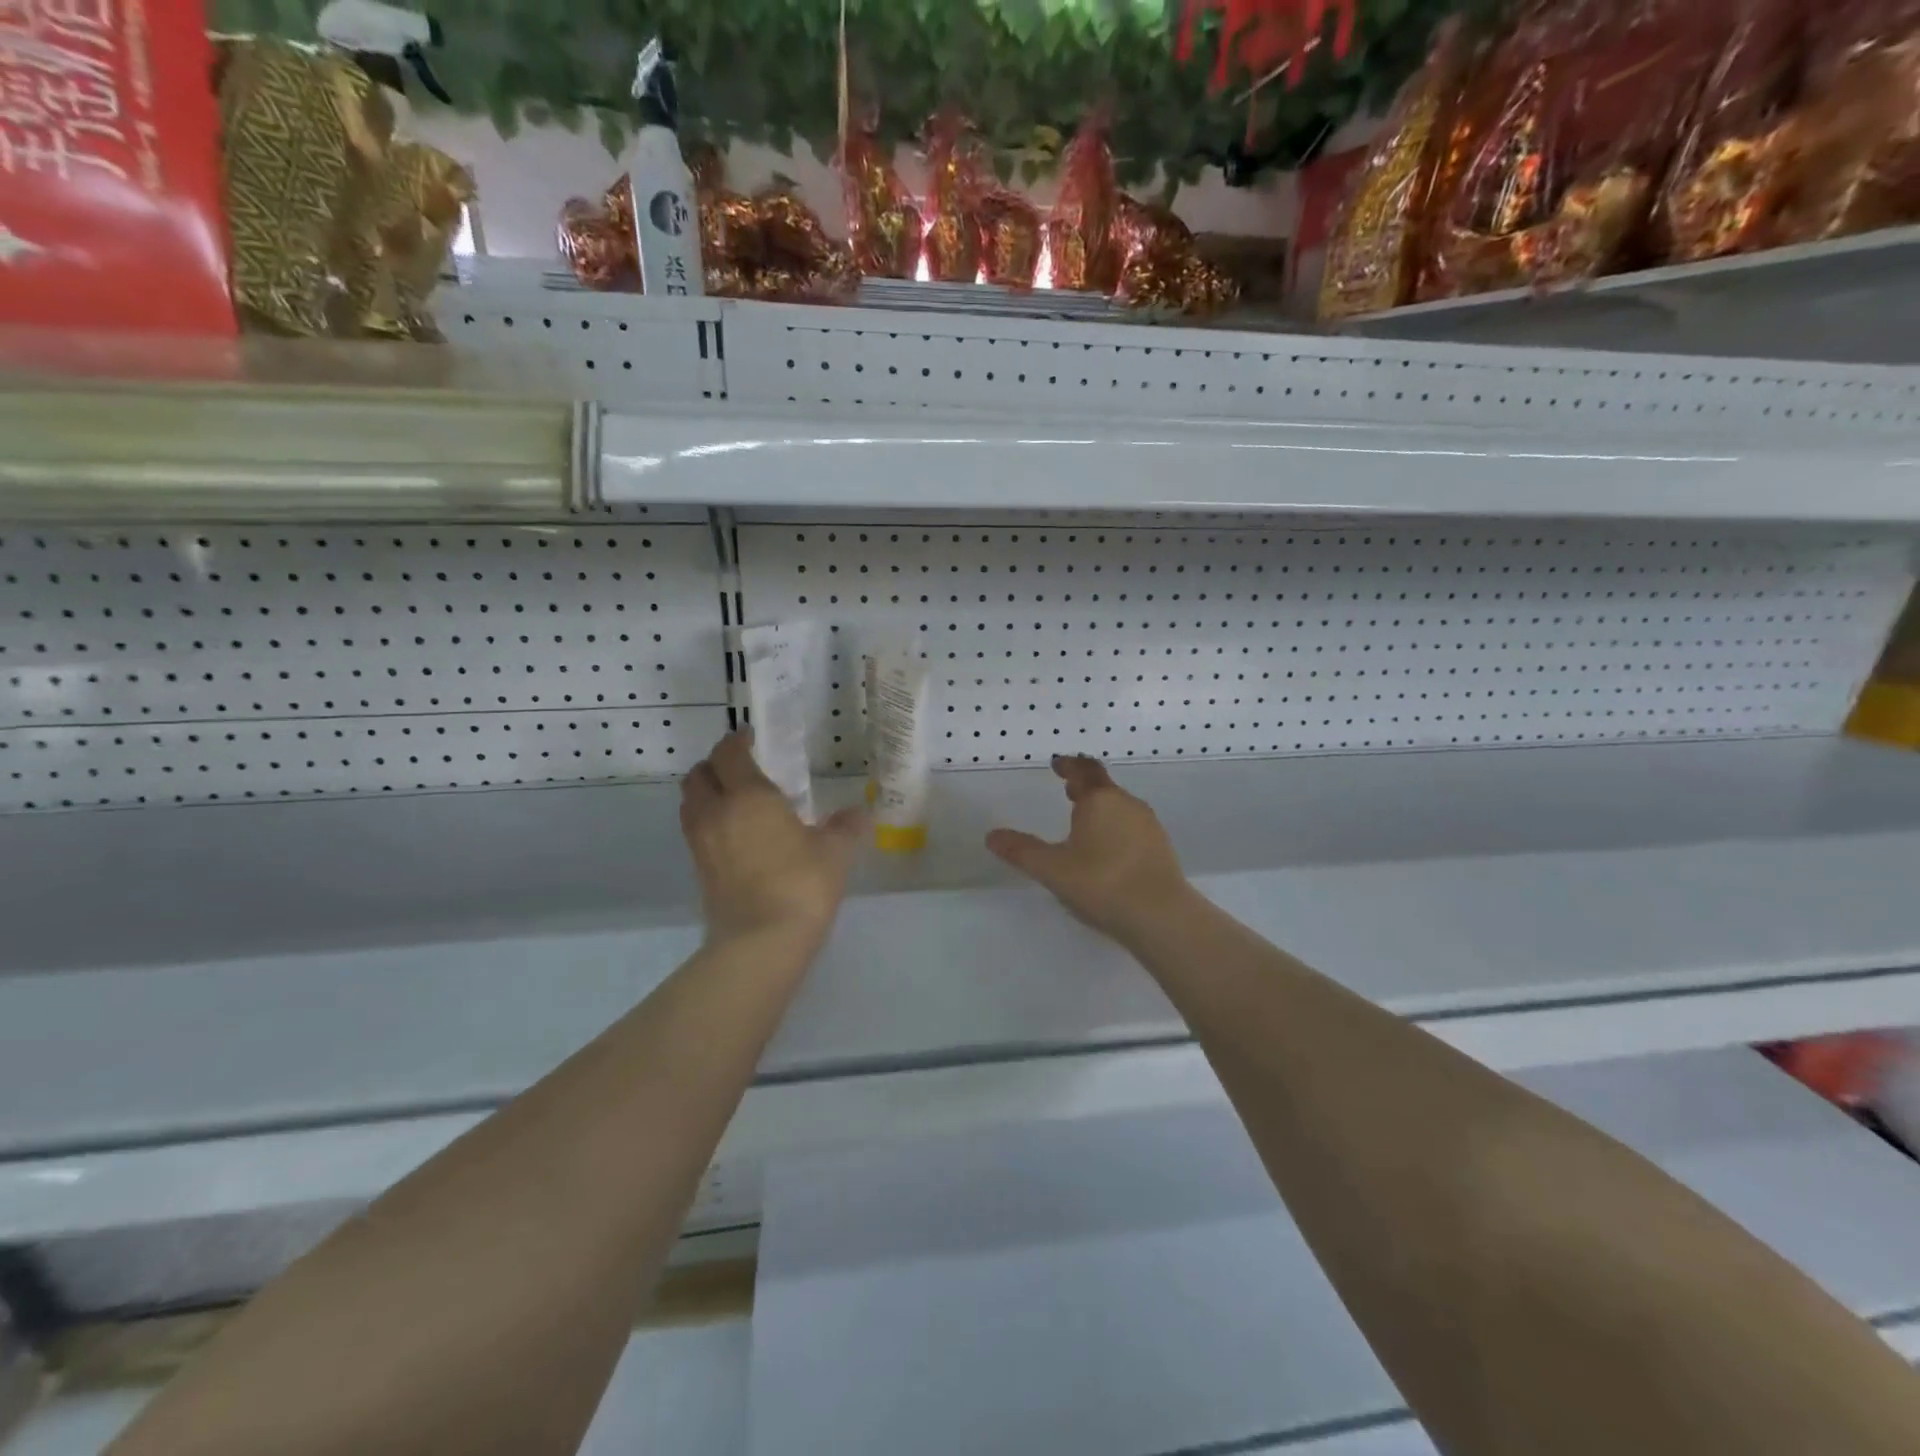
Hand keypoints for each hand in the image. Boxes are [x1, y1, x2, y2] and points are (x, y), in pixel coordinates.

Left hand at [680, 731, 863, 945]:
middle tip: (742, 769)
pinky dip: (709, 822)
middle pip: (699, 774)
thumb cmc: (800, 884)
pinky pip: (696, 831)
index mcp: (748, 795)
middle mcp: (716, 812)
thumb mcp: (834, 852)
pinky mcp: (699, 870)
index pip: (729, 753)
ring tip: (736, 801)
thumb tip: (859, 814)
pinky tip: (736, 835)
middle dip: (716, 765)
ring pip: (691, 803)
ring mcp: (701, 843)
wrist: (760, 942)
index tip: (753, 739)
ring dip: (707, 793)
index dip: (738, 741)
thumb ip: (845, 827)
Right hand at [986, 755, 1190, 944]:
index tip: (1058, 765)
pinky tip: (1108, 852)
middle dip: (1085, 788)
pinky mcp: (1161, 848)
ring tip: (1085, 824)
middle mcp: (1127, 804)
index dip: (1069, 765)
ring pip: (1120, 808)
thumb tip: (992, 836)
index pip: (1084, 770)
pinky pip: (1132, 828)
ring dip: (1101, 809)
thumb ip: (1021, 851)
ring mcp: (1148, 826)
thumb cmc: (1101, 882)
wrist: (1160, 915)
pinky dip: (1116, 829)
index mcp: (1100, 800)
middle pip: (1104, 788)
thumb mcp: (1052, 869)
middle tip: (1069, 792)